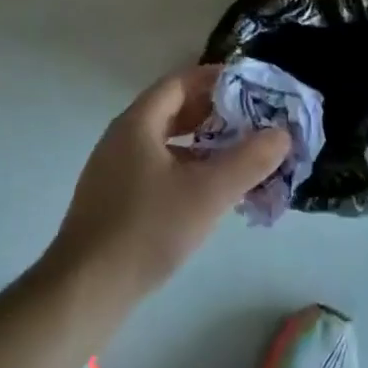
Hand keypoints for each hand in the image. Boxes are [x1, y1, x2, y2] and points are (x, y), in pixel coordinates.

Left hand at [44, 66, 290, 322]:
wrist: (86, 288)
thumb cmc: (148, 229)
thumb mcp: (208, 193)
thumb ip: (249, 160)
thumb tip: (282, 133)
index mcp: (138, 123)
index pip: (180, 82)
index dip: (215, 79)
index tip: (250, 85)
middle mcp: (122, 137)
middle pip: (172, 110)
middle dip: (213, 112)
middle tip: (252, 119)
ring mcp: (115, 169)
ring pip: (166, 142)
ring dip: (202, 143)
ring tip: (239, 153)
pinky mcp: (115, 198)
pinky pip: (157, 167)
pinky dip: (186, 167)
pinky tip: (209, 191)